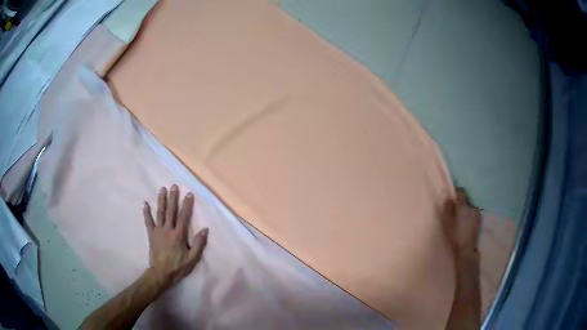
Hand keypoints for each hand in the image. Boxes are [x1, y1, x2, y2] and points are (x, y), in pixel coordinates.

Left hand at [143, 185, 207, 290]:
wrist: (161, 273)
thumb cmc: (178, 266)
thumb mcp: (192, 258)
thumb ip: (199, 244)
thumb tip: (205, 229)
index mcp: (179, 235)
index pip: (184, 216)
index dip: (187, 205)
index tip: (189, 194)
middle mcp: (168, 229)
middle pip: (171, 211)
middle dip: (173, 198)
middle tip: (174, 186)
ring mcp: (158, 231)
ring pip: (160, 213)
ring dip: (161, 201)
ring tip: (162, 189)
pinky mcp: (151, 234)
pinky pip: (148, 222)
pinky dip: (146, 212)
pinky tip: (145, 203)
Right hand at [440, 188, 479, 257]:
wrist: (466, 249)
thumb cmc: (454, 236)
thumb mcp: (447, 222)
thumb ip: (447, 209)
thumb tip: (448, 198)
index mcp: (464, 206)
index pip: (461, 192)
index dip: (456, 192)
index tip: (451, 196)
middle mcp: (472, 207)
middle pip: (465, 201)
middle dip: (460, 203)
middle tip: (453, 210)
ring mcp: (477, 214)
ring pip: (469, 208)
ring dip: (464, 210)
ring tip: (459, 219)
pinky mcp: (479, 221)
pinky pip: (472, 214)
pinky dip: (468, 216)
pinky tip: (464, 224)